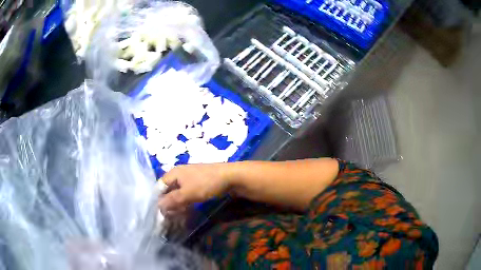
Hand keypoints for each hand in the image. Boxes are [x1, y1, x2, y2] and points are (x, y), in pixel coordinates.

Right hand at [158, 163, 231, 213]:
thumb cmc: (207, 183)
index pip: (160, 187)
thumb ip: (172, 200)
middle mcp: (180, 175)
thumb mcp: (188, 193)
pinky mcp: (198, 184)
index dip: (158, 199)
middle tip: (168, 218)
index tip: (159, 213)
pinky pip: (187, 194)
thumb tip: (158, 206)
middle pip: (169, 190)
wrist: (232, 177)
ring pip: (178, 194)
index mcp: (174, 173)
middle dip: (168, 204)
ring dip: (176, 205)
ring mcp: (189, 179)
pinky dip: (185, 203)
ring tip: (176, 217)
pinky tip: (186, 211)